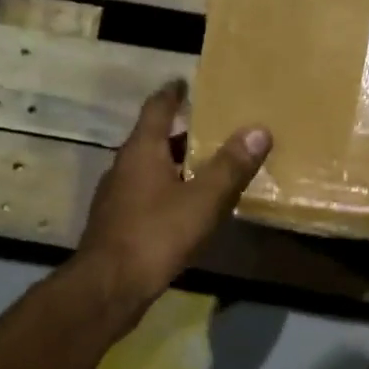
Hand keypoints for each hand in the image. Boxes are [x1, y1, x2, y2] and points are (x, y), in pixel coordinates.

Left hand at [75, 82, 271, 313]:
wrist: (108, 287)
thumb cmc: (155, 234)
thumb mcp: (202, 200)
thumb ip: (230, 166)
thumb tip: (259, 129)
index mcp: (141, 151)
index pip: (156, 108)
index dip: (172, 93)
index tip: (184, 81)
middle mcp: (124, 166)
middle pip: (153, 139)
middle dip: (181, 132)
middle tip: (212, 127)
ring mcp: (117, 197)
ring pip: (150, 169)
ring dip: (175, 163)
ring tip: (206, 166)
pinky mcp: (117, 223)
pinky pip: (147, 194)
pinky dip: (168, 190)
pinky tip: (187, 206)